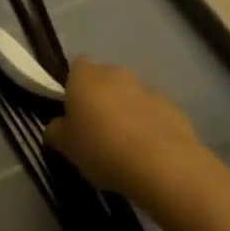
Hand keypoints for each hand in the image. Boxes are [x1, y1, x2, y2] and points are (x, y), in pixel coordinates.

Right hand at [45, 58, 203, 199]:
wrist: (160, 164)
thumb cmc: (101, 148)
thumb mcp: (65, 145)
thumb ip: (56, 130)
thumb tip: (58, 126)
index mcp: (85, 77)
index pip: (76, 66)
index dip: (74, 85)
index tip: (73, 109)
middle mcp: (116, 74)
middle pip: (105, 78)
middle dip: (101, 97)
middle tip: (96, 128)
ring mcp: (147, 89)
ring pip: (131, 95)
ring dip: (126, 110)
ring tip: (125, 144)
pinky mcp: (173, 108)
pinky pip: (154, 112)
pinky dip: (150, 125)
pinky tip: (149, 151)